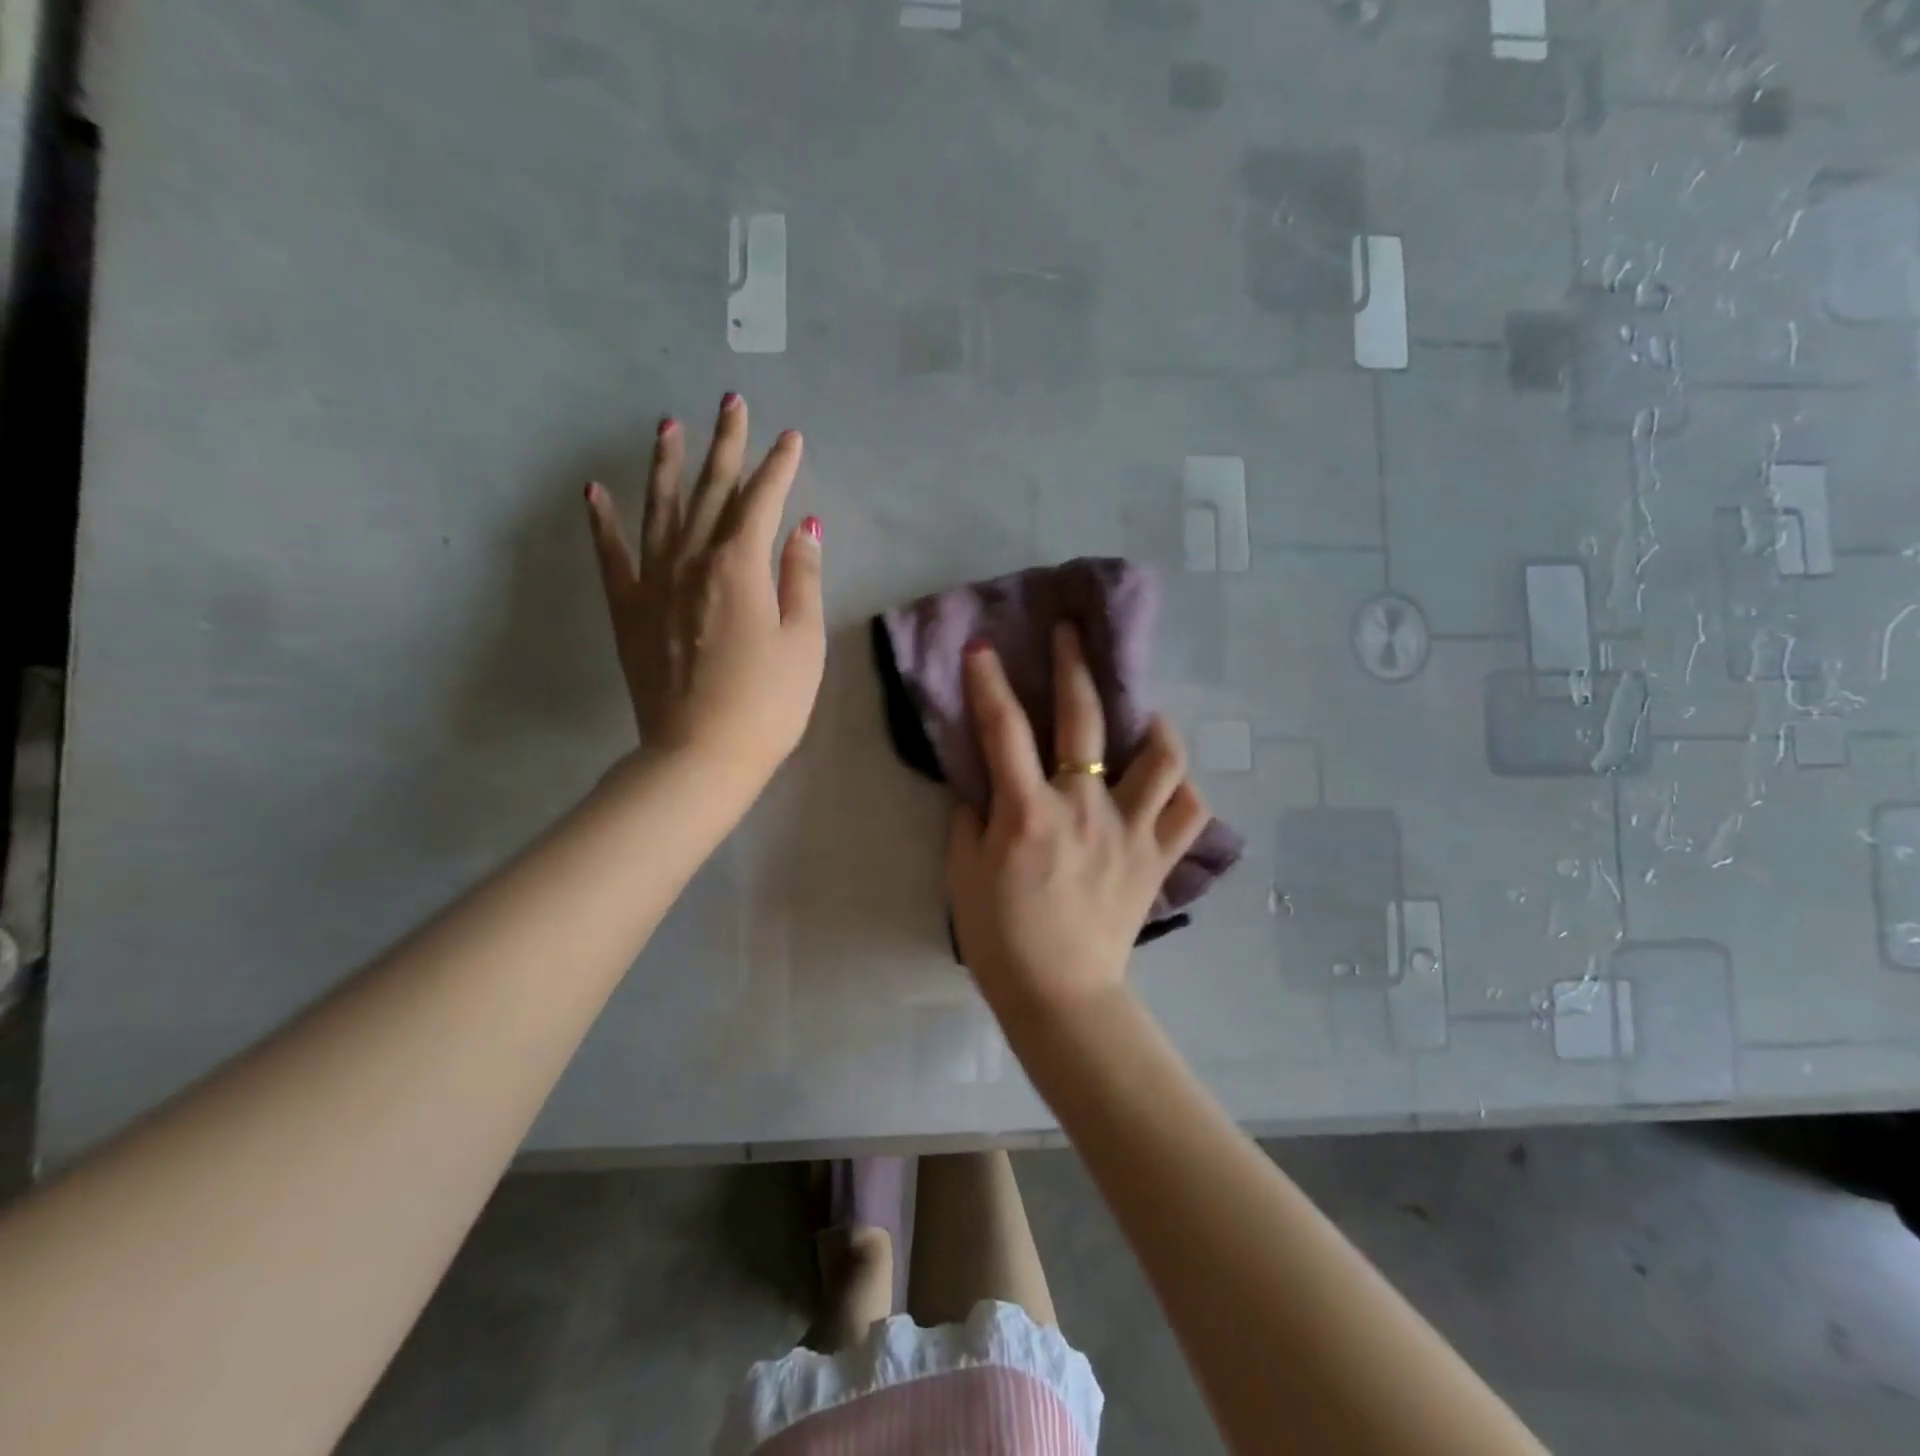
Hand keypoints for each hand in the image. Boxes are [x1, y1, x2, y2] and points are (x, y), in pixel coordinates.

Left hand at [585, 394, 824, 787]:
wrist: (700, 755)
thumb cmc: (767, 703)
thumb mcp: (803, 643)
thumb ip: (802, 579)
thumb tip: (804, 527)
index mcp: (740, 566)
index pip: (762, 501)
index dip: (779, 466)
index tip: (791, 437)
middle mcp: (692, 560)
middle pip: (712, 491)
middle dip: (726, 445)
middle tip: (731, 402)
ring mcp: (654, 583)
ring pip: (659, 509)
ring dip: (666, 465)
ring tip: (667, 425)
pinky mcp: (628, 610)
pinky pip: (612, 555)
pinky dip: (603, 522)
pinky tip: (594, 491)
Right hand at [946, 622, 1210, 1024]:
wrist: (1058, 995)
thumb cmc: (1000, 937)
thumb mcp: (963, 873)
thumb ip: (971, 817)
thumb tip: (986, 783)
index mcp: (1029, 813)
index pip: (1004, 730)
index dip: (990, 682)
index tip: (984, 648)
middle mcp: (1085, 809)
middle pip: (1084, 720)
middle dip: (1074, 666)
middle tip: (1072, 633)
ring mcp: (1131, 832)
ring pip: (1163, 758)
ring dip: (1152, 725)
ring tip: (1141, 714)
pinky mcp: (1158, 859)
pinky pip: (1190, 812)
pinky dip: (1183, 790)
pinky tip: (1167, 782)